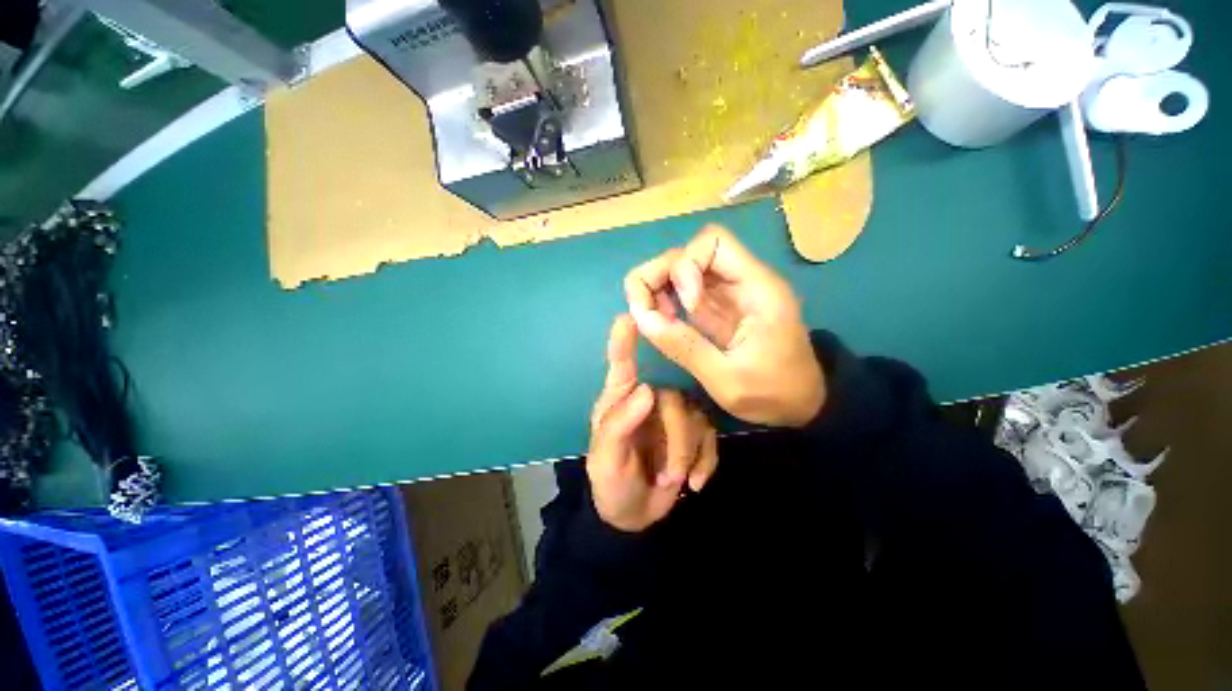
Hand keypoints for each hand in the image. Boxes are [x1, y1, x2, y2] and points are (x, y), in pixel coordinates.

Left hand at [587, 316, 718, 531]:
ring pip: (697, 418)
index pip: (621, 365)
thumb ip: (619, 425)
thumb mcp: (606, 460)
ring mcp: (674, 416)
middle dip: (677, 441)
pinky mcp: (694, 434)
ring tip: (673, 481)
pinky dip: (706, 461)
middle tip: (668, 476)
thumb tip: (648, 390)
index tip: (628, 317)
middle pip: (675, 399)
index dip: (624, 342)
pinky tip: (696, 483)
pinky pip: (711, 437)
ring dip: (689, 455)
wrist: (635, 515)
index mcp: (621, 401)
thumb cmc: (612, 483)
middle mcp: (649, 400)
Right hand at [623, 225, 824, 427]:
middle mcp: (741, 281)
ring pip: (683, 268)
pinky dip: (666, 299)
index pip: (713, 242)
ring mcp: (728, 293)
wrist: (800, 407)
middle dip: (660, 275)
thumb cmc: (773, 395)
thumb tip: (640, 318)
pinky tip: (664, 321)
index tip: (686, 306)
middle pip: (691, 251)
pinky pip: (684, 290)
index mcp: (757, 288)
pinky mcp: (718, 307)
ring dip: (659, 287)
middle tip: (648, 311)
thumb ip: (684, 347)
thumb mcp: (726, 380)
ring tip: (655, 318)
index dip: (687, 267)